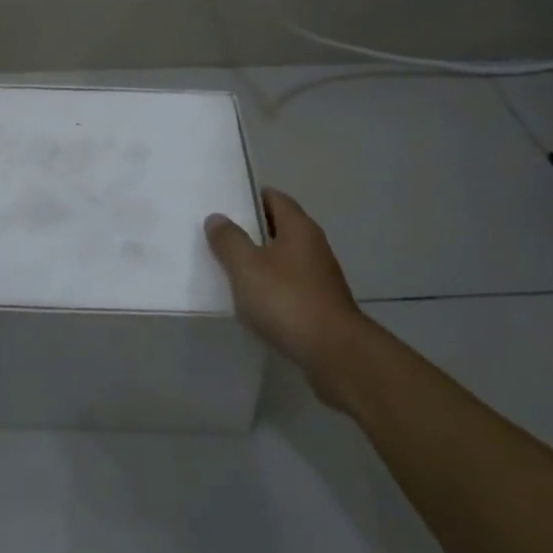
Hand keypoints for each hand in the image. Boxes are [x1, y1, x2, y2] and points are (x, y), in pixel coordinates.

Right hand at [206, 188, 371, 407]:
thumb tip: (217, 217)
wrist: (335, 354)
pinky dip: (272, 290)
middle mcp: (313, 246)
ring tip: (231, 271)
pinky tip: (253, 304)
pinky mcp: (321, 306)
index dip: (250, 198)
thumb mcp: (246, 266)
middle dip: (251, 232)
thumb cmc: (287, 300)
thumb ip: (229, 239)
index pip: (274, 198)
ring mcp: (320, 277)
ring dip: (261, 263)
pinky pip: (290, 287)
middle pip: (279, 228)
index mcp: (299, 227)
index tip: (225, 205)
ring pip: (284, 259)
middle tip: (220, 237)